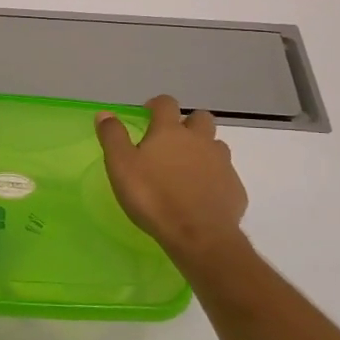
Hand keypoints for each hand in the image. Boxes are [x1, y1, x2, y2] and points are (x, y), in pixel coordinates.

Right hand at [96, 96, 248, 264]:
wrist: (199, 235)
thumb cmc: (153, 197)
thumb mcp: (121, 166)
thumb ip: (112, 137)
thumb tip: (105, 113)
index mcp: (170, 132)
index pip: (166, 104)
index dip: (157, 105)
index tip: (148, 114)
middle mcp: (200, 140)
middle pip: (200, 118)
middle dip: (187, 123)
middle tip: (171, 141)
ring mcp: (222, 163)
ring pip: (216, 145)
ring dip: (203, 150)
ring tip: (187, 169)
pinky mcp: (235, 188)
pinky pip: (225, 175)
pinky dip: (214, 178)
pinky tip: (202, 195)